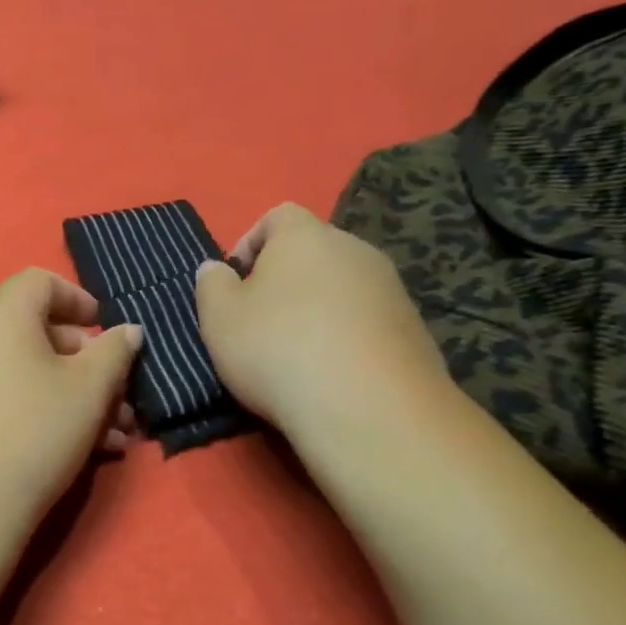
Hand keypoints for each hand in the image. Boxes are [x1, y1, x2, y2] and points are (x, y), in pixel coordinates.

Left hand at [0, 269, 142, 539]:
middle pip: (35, 328)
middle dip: (86, 361)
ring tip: (113, 433)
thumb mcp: (89, 390)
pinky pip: (0, 391)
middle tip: (120, 395)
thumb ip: (115, 352)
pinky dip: (37, 405)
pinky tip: (80, 447)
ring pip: (23, 367)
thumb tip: (128, 330)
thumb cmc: (33, 432)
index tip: (109, 332)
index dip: (82, 300)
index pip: (42, 281)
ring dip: (70, 392)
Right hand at [195, 203, 450, 434]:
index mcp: (305, 236)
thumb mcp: (218, 318)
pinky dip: (348, 337)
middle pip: (313, 251)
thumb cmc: (277, 349)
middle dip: (286, 279)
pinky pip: (368, 321)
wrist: (369, 409)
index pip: (277, 216)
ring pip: (343, 287)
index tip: (235, 282)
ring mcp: (391, 288)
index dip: (250, 243)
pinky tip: (333, 373)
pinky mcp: (414, 328)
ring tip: (297, 353)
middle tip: (261, 320)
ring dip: (318, 309)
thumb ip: (211, 284)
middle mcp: (354, 249)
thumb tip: (216, 269)